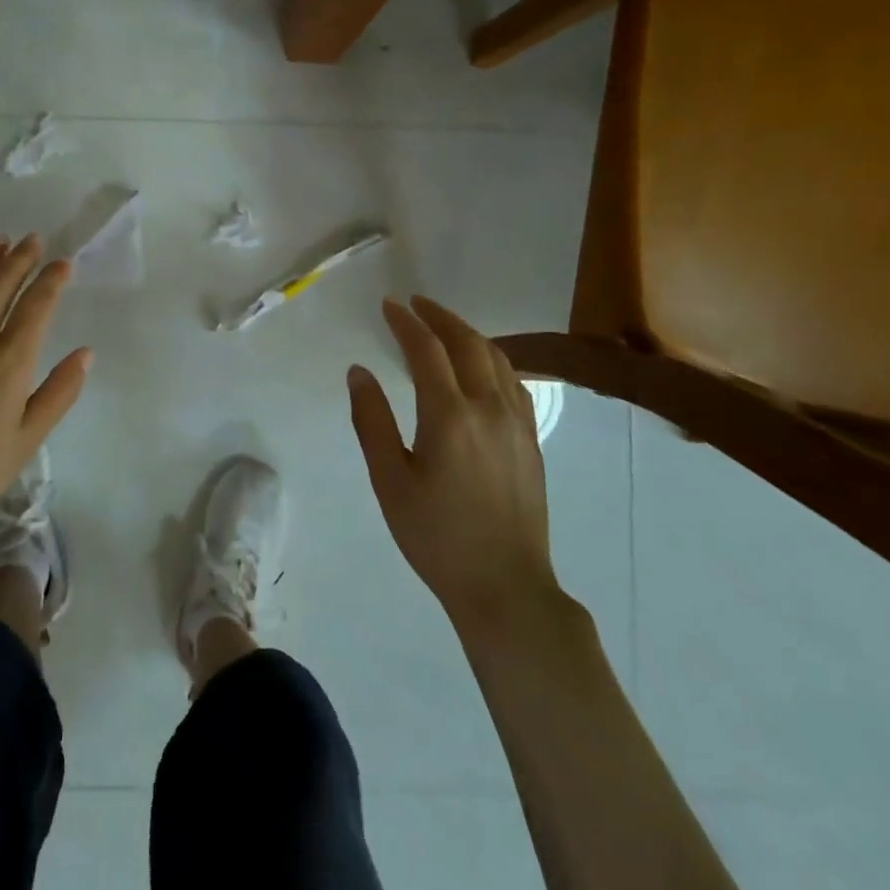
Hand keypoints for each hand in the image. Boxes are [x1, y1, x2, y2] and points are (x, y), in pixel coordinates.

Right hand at [347, 296, 560, 630]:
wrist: (505, 586)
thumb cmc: (436, 536)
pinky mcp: (531, 440)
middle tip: (415, 303)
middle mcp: (489, 408)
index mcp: (450, 415)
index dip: (406, 322)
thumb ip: (372, 421)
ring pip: (497, 359)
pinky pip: (513, 383)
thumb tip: (359, 372)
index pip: (427, 350)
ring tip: (444, 326)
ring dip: (468, 334)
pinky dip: (492, 360)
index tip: (389, 305)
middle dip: (440, 317)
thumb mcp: (390, 481)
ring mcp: (517, 423)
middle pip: (468, 344)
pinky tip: (481, 367)